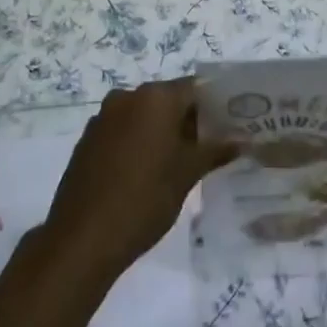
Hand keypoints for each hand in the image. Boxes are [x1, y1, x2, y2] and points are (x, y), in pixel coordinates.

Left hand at [44, 80, 237, 279]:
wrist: (83, 238)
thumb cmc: (146, 198)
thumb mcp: (188, 174)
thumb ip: (216, 150)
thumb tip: (243, 138)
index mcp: (155, 98)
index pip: (195, 88)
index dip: (215, 104)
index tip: (231, 124)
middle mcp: (127, 97)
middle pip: (168, 100)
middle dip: (190, 119)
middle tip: (212, 145)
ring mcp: (103, 118)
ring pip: (144, 116)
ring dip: (163, 132)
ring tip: (184, 161)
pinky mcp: (88, 140)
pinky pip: (123, 131)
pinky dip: (140, 142)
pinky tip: (150, 170)